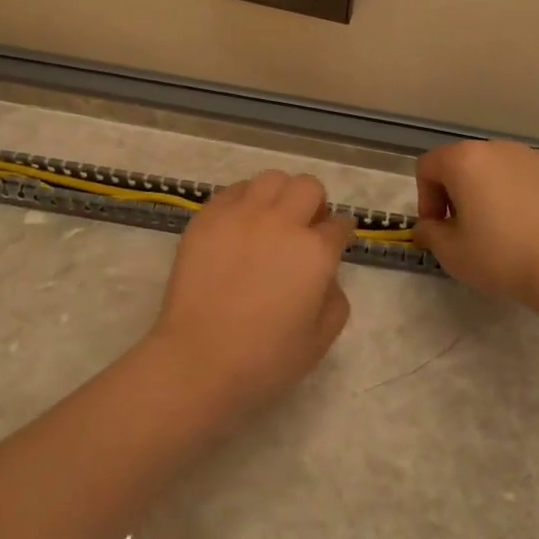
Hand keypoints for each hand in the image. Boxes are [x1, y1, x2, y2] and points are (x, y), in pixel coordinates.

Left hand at [147, 171, 353, 425]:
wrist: (198, 360)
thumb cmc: (264, 360)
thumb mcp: (320, 341)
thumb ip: (335, 300)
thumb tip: (327, 274)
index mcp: (315, 252)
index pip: (339, 225)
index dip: (340, 232)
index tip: (335, 240)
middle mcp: (281, 222)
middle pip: (308, 186)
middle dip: (314, 203)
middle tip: (304, 227)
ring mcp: (241, 214)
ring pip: (271, 178)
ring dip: (279, 195)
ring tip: (270, 219)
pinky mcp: (208, 217)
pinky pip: (233, 191)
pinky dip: (244, 200)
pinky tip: (239, 224)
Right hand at [412, 141, 538, 307]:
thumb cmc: (502, 257)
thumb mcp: (451, 253)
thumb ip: (429, 233)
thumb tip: (429, 226)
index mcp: (465, 160)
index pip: (428, 166)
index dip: (426, 198)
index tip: (440, 228)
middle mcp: (498, 148)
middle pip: (465, 163)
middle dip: (459, 193)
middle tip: (469, 230)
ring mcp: (535, 156)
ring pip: (501, 169)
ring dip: (493, 191)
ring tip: (507, 229)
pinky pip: (532, 177)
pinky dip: (527, 195)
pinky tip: (538, 226)